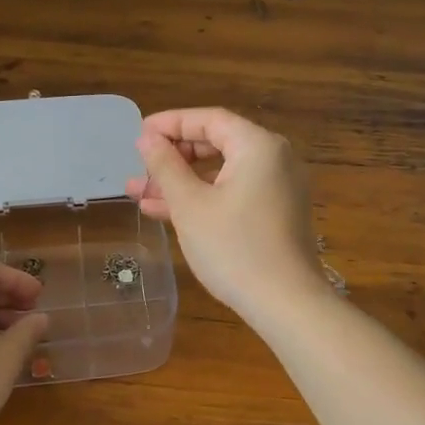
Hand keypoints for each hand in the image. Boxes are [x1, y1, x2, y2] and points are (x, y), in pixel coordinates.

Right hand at [124, 107, 328, 321]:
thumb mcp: (190, 205)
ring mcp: (278, 188)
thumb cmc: (234, 248)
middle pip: (217, 143)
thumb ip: (165, 166)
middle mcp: (274, 159)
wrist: (286, 304)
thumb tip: (147, 138)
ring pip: (222, 172)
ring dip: (181, 181)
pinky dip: (203, 198)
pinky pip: (234, 192)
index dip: (171, 123)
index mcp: (258, 146)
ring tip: (138, 193)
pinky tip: (166, 212)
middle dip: (173, 157)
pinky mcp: (275, 213)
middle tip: (139, 167)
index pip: (209, 119)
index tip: (138, 134)